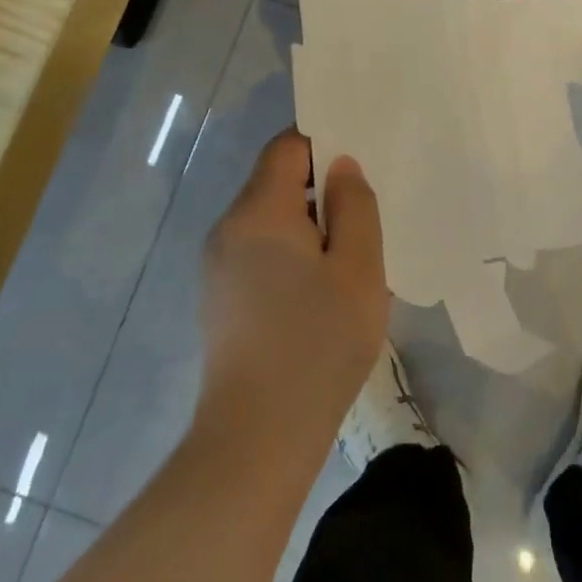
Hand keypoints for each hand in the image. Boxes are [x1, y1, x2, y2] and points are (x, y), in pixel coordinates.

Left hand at [197, 130, 388, 456]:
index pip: (287, 146)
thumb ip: (355, 206)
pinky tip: (317, 294)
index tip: (359, 162)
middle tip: (364, 217)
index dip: (323, 142)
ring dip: (308, 226)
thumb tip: (341, 166)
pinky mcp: (218, 297)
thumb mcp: (359, 269)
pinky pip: (258, 251)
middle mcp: (228, 227)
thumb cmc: (318, 344)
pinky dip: (289, 254)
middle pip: (276, 182)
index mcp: (260, 210)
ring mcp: (217, 264)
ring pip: (269, 220)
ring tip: (347, 260)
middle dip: (320, 190)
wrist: (256, 438)